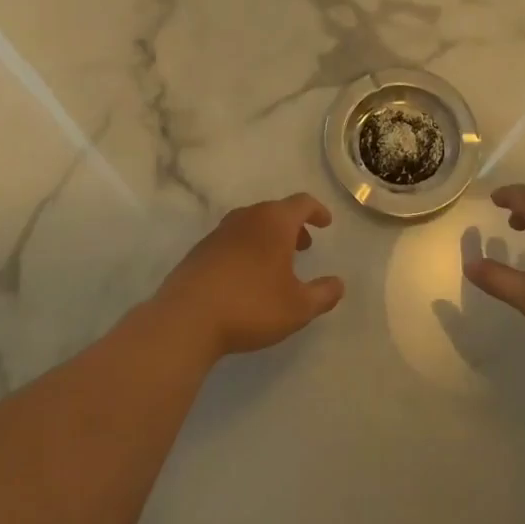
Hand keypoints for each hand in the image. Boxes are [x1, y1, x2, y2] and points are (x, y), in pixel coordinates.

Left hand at [151, 193, 345, 359]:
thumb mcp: (298, 307)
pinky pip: (232, 241)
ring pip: (251, 225)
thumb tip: (338, 284)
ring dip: (268, 238)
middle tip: (303, 246)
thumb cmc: (251, 306)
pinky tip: (246, 277)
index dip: (317, 211)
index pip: (301, 203)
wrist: (186, 319)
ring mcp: (219, 233)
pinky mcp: (199, 251)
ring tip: (276, 264)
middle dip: (292, 226)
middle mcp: (246, 218)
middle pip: (274, 211)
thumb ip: (323, 294)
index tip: (326, 223)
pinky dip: (247, 249)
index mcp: (274, 222)